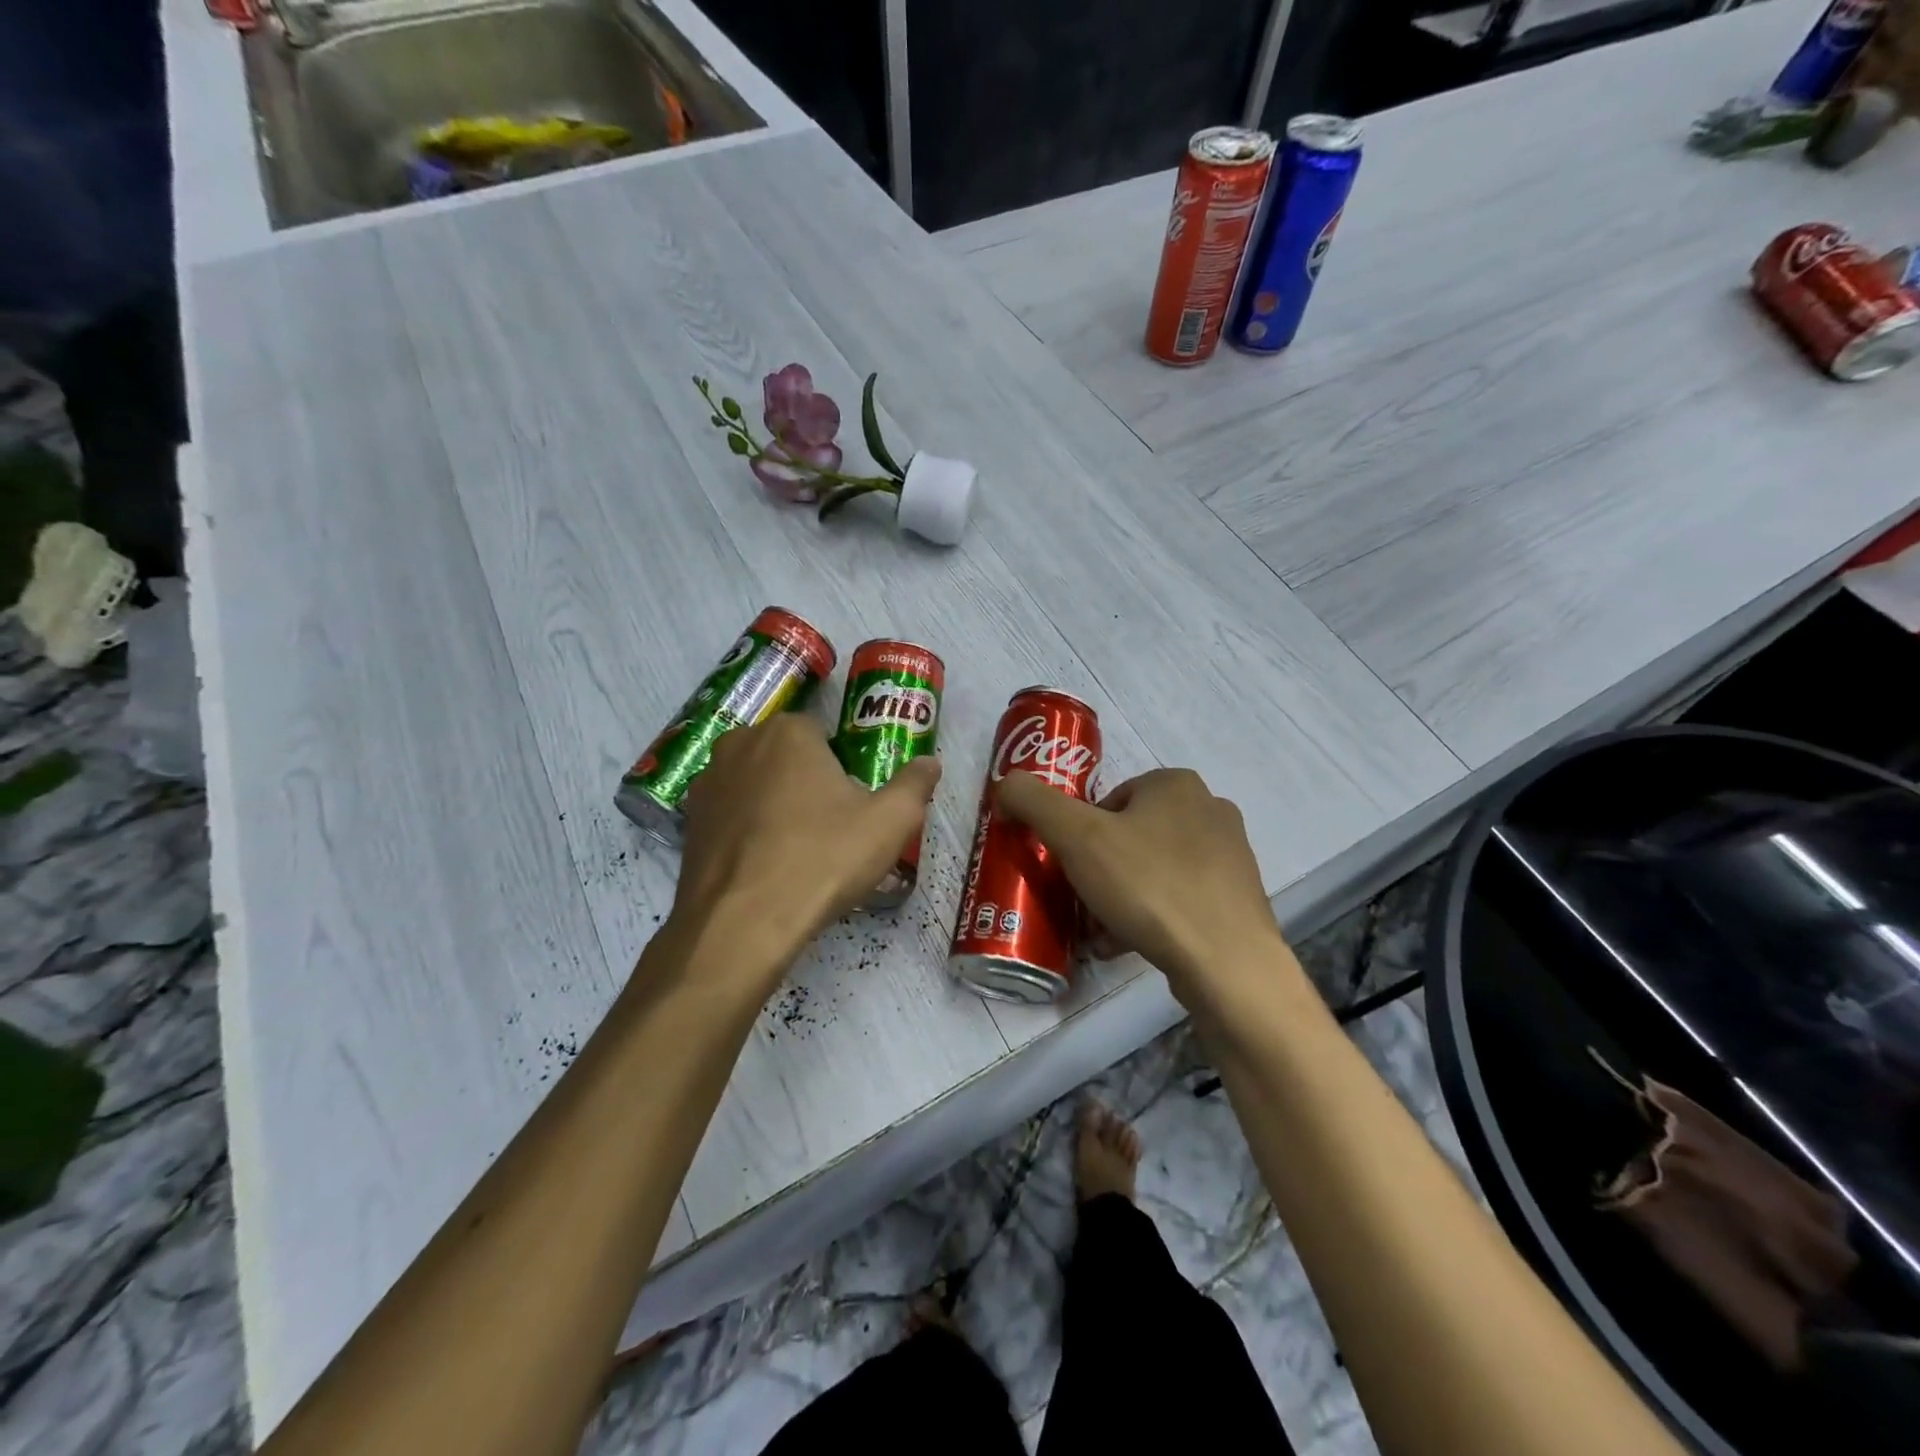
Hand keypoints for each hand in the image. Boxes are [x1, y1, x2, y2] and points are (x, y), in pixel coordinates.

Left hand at [671, 714, 940, 985]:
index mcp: (788, 731)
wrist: (743, 924)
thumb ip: (915, 784)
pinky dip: (749, 832)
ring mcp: (707, 782)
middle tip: (831, 830)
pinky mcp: (688, 822)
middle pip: (788, 757)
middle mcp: (740, 743)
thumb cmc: (823, 859)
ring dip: (776, 806)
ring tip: (798, 852)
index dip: (843, 769)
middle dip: (808, 783)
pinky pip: (732, 816)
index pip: (824, 736)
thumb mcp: (891, 822)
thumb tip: (931, 762)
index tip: (853, 806)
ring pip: (757, 785)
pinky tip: (766, 868)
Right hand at [996, 768, 1288, 1007]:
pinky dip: (1150, 916)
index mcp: (1176, 783)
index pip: (1108, 800)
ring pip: (1152, 869)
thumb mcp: (1076, 836)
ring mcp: (1230, 856)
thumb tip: (1006, 786)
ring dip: (1120, 897)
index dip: (1080, 834)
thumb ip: (1033, 801)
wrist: (1226, 961)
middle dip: (1099, 870)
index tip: (1071, 868)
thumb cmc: (1149, 885)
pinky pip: (1178, 898)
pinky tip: (1129, 944)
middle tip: (1082, 901)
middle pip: (1129, 836)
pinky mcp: (1238, 898)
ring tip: (1101, 931)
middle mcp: (1209, 809)